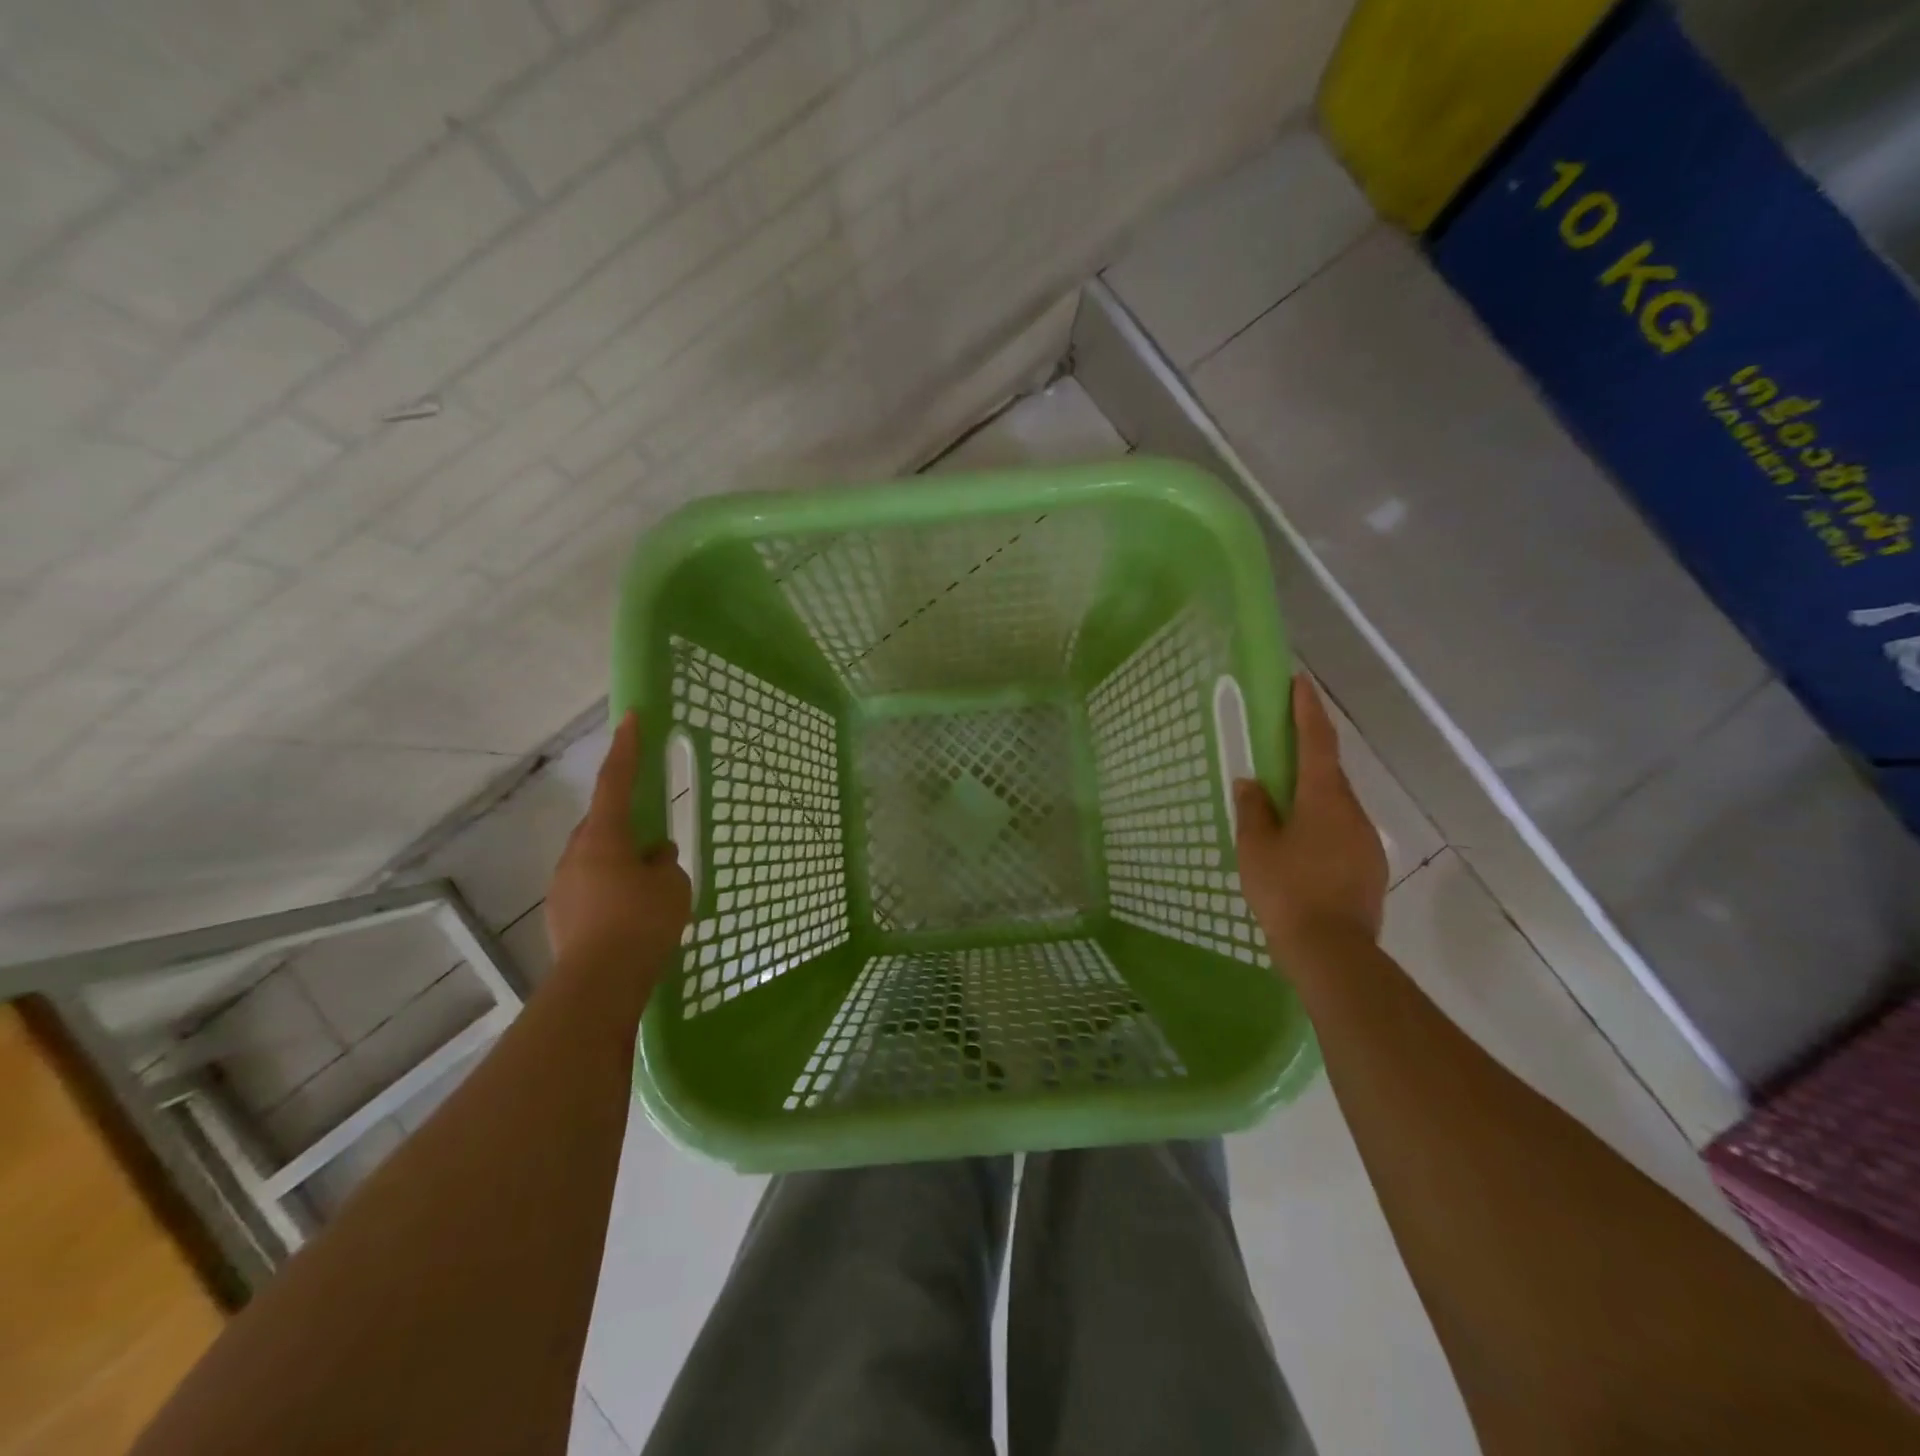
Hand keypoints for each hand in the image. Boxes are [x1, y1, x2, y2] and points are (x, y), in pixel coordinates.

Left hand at [546, 712, 691, 975]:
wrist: (599, 982)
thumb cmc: (642, 921)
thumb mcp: (671, 886)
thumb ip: (664, 863)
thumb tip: (654, 857)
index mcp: (604, 836)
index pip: (616, 781)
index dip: (626, 748)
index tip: (631, 717)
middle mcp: (575, 854)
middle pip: (602, 825)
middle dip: (626, 826)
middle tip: (654, 843)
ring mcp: (562, 885)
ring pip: (595, 859)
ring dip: (618, 863)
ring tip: (647, 889)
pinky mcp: (560, 914)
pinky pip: (589, 888)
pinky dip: (609, 890)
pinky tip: (629, 915)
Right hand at [1234, 675, 1387, 967]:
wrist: (1333, 952)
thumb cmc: (1287, 891)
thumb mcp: (1255, 847)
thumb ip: (1253, 809)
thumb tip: (1251, 782)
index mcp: (1324, 799)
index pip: (1317, 742)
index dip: (1308, 710)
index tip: (1301, 682)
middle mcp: (1353, 812)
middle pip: (1329, 772)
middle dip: (1307, 754)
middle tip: (1280, 747)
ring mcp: (1366, 841)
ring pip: (1336, 805)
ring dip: (1312, 795)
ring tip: (1283, 805)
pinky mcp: (1369, 867)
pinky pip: (1341, 831)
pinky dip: (1320, 825)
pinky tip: (1300, 846)